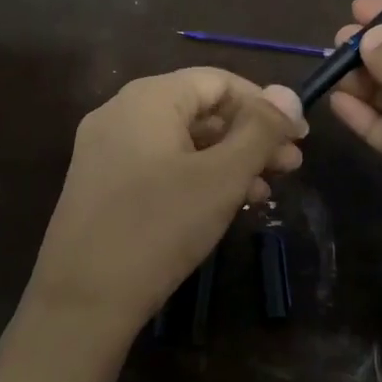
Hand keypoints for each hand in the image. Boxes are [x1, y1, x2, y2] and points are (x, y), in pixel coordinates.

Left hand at [22, 68, 305, 353]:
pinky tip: (224, 205)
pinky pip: (160, 164)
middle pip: (200, 109)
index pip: (218, 81)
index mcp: (148, 98)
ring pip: (181, 140)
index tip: (299, 137)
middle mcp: (121, 112)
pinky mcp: (101, 183)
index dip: (264, 105)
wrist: (81, 300)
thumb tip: (288, 93)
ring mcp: (106, 149)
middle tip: (290, 167)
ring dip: (228, 159)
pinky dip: (196, 176)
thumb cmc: (159, 227)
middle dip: (250, 135)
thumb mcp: (221, 177)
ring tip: (265, 191)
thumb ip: (260, 131)